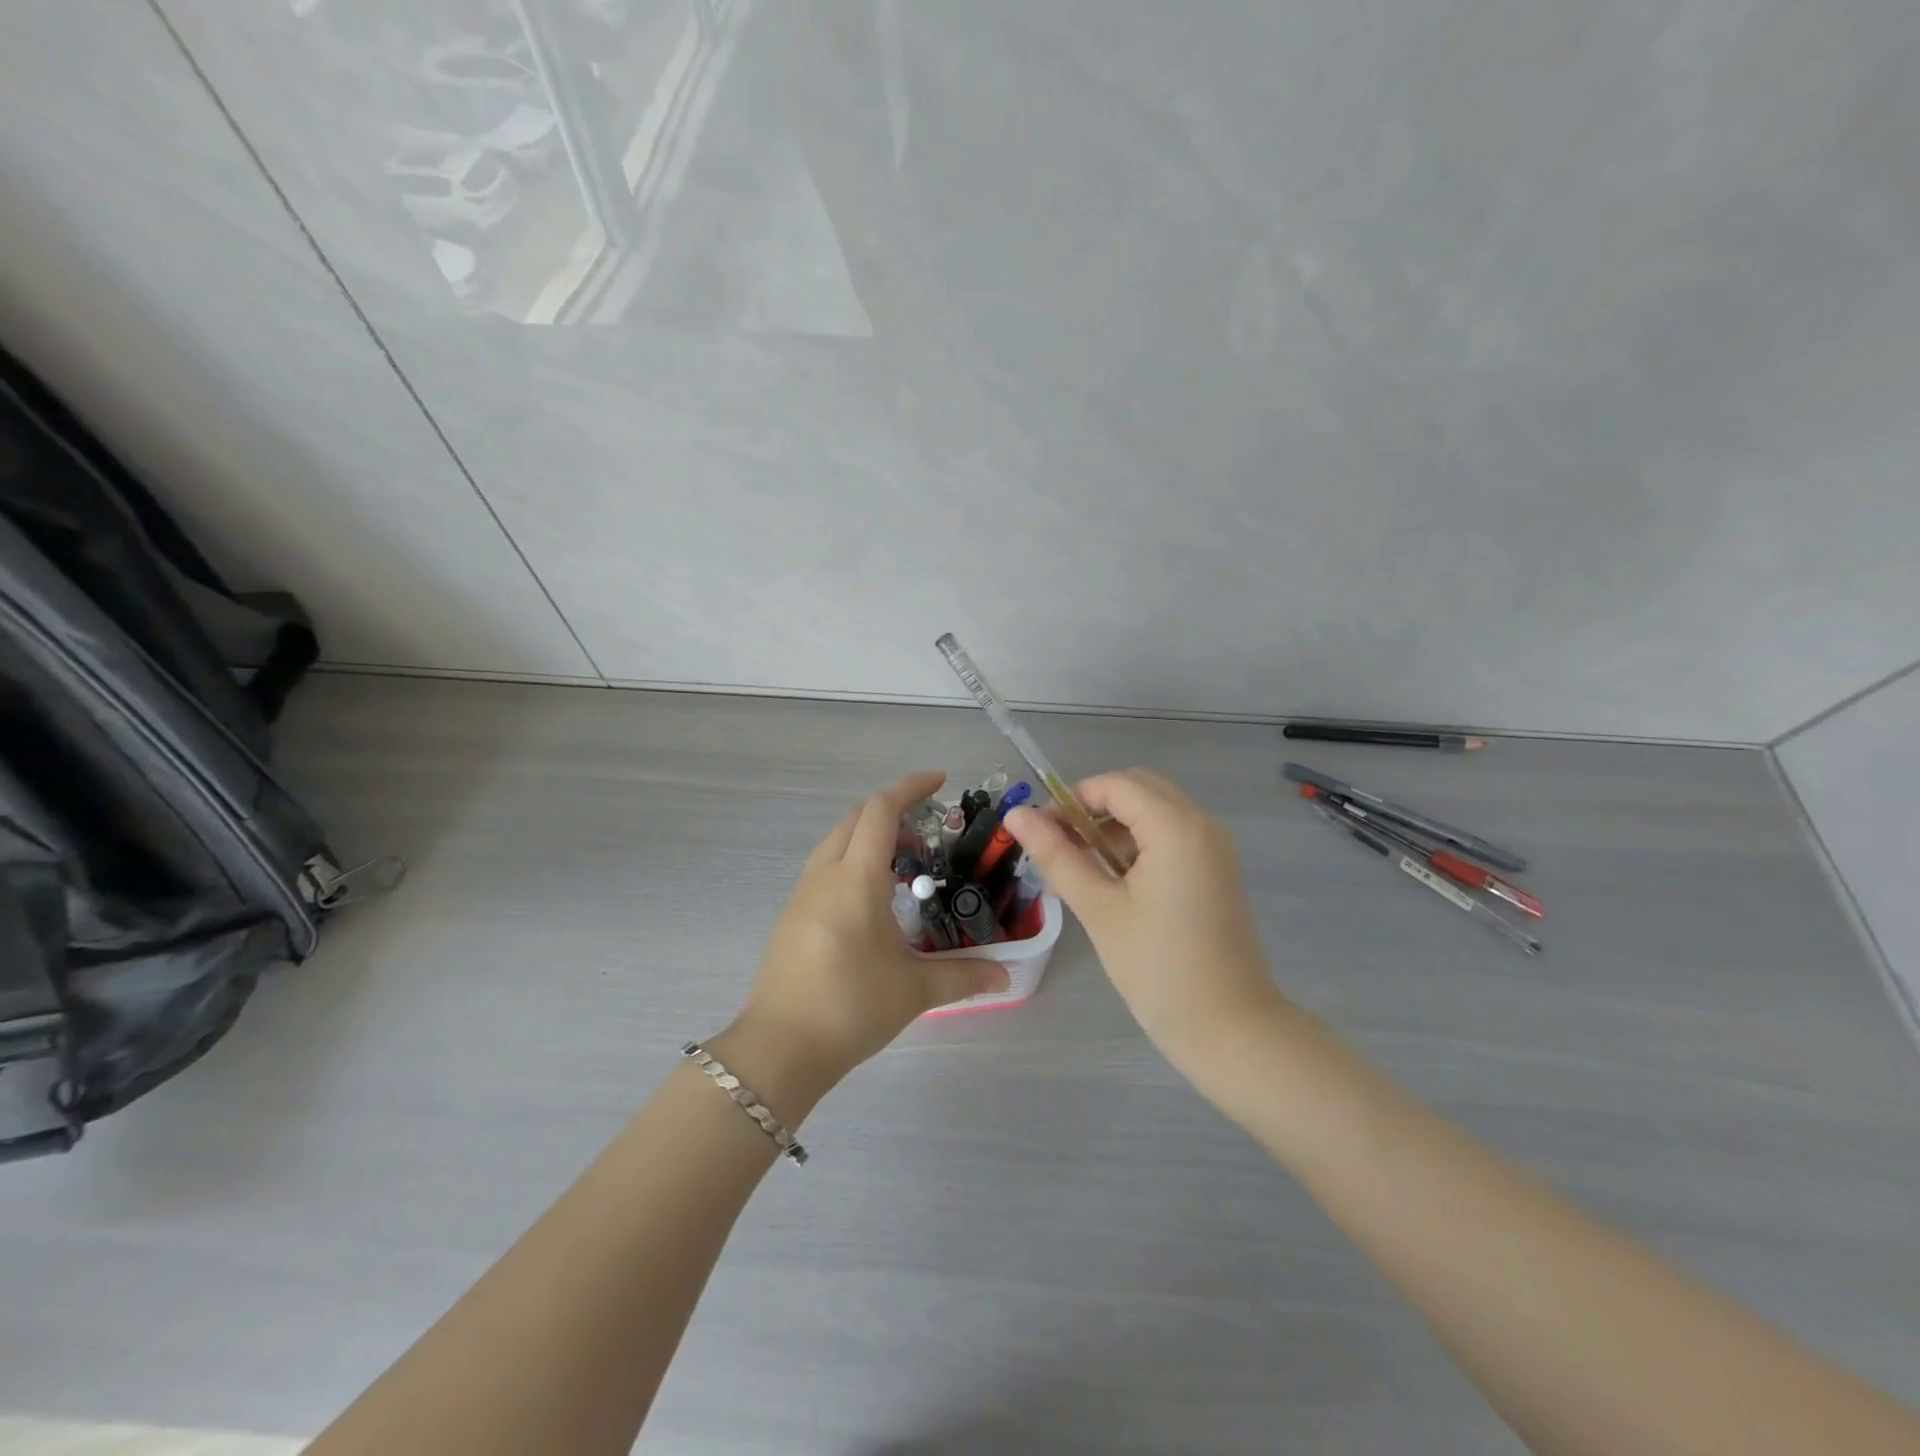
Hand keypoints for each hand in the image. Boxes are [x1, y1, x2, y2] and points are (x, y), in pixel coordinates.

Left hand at [727, 772, 1009, 1091]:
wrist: (779, 1048)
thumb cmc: (851, 1006)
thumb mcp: (915, 990)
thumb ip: (964, 975)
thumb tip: (1006, 976)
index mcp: (856, 878)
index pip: (880, 810)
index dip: (910, 787)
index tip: (939, 781)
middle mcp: (825, 875)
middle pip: (855, 819)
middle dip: (890, 812)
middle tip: (926, 834)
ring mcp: (802, 895)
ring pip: (835, 843)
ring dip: (868, 838)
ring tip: (903, 867)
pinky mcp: (791, 918)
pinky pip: (824, 869)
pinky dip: (851, 862)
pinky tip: (872, 901)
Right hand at [1006, 769, 1283, 1072]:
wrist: (1231, 1030)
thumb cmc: (1159, 969)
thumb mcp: (1099, 909)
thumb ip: (1057, 855)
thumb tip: (1016, 815)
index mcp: (1177, 826)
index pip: (1114, 785)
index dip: (1070, 800)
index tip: (1039, 834)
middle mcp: (1202, 824)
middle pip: (1137, 790)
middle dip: (1091, 809)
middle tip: (1058, 848)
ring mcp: (1213, 848)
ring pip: (1153, 813)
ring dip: (1112, 828)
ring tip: (1077, 870)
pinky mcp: (1215, 872)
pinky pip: (1169, 837)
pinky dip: (1136, 846)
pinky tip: (1110, 883)